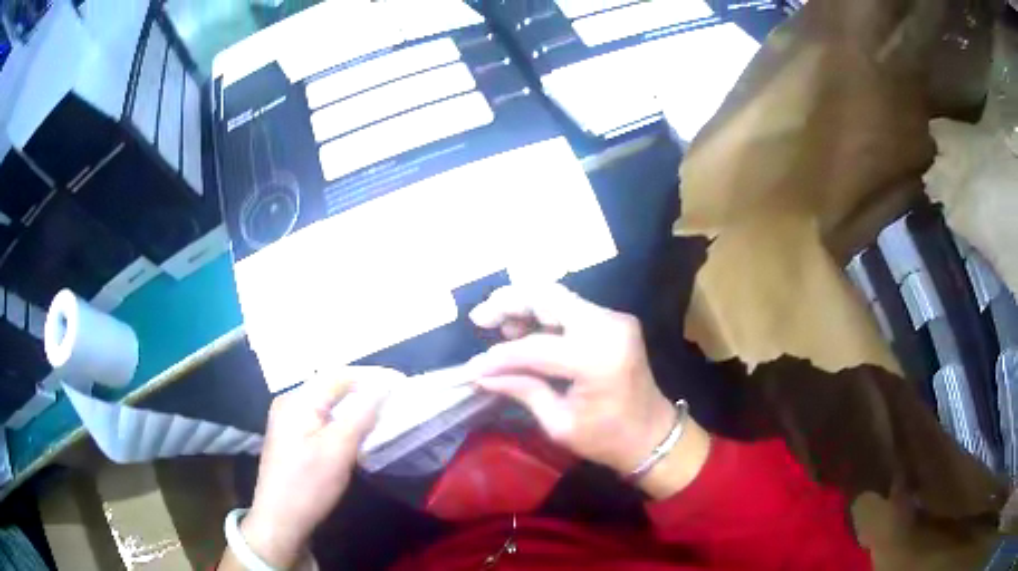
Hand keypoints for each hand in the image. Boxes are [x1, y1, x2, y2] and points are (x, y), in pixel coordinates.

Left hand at [240, 367, 400, 568]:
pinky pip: (322, 419)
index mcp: (297, 400)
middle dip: (363, 390)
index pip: (338, 375)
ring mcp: (288, 422)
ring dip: (354, 407)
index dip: (371, 376)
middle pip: (331, 387)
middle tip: (394, 398)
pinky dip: (342, 421)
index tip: (400, 382)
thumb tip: (382, 386)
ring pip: (327, 405)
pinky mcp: (292, 439)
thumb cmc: (308, 484)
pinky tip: (356, 432)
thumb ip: (361, 414)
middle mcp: (289, 403)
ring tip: (381, 412)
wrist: (280, 520)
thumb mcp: (338, 449)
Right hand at [469, 285, 709, 496]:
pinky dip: (542, 313)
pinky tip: (522, 328)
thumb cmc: (607, 439)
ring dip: (524, 304)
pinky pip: (569, 308)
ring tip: (497, 325)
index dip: (500, 357)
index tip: (474, 368)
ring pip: (557, 296)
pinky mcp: (613, 321)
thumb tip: (481, 375)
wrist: (653, 435)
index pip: (535, 347)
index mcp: (596, 358)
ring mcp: (613, 319)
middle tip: (479, 318)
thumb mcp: (559, 423)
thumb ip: (522, 390)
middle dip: (508, 302)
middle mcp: (607, 327)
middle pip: (547, 296)